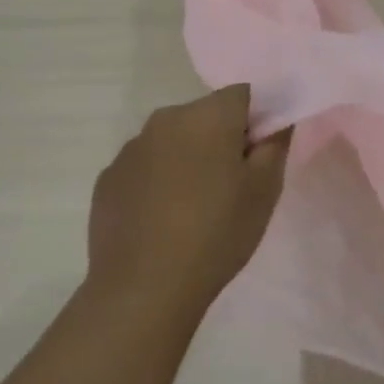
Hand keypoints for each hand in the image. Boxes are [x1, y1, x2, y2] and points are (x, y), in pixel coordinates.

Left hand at [87, 84, 291, 308]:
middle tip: (233, 184)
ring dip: (189, 158)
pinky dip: (160, 180)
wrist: (144, 289)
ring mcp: (130, 149)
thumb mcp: (265, 189)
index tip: (259, 155)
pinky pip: (146, 166)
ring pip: (173, 140)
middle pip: (205, 114)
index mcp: (207, 116)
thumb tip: (276, 119)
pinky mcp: (107, 179)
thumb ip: (275, 142)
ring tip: (195, 206)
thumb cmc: (218, 233)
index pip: (243, 94)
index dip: (257, 119)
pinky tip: (164, 219)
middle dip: (221, 138)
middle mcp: (165, 120)